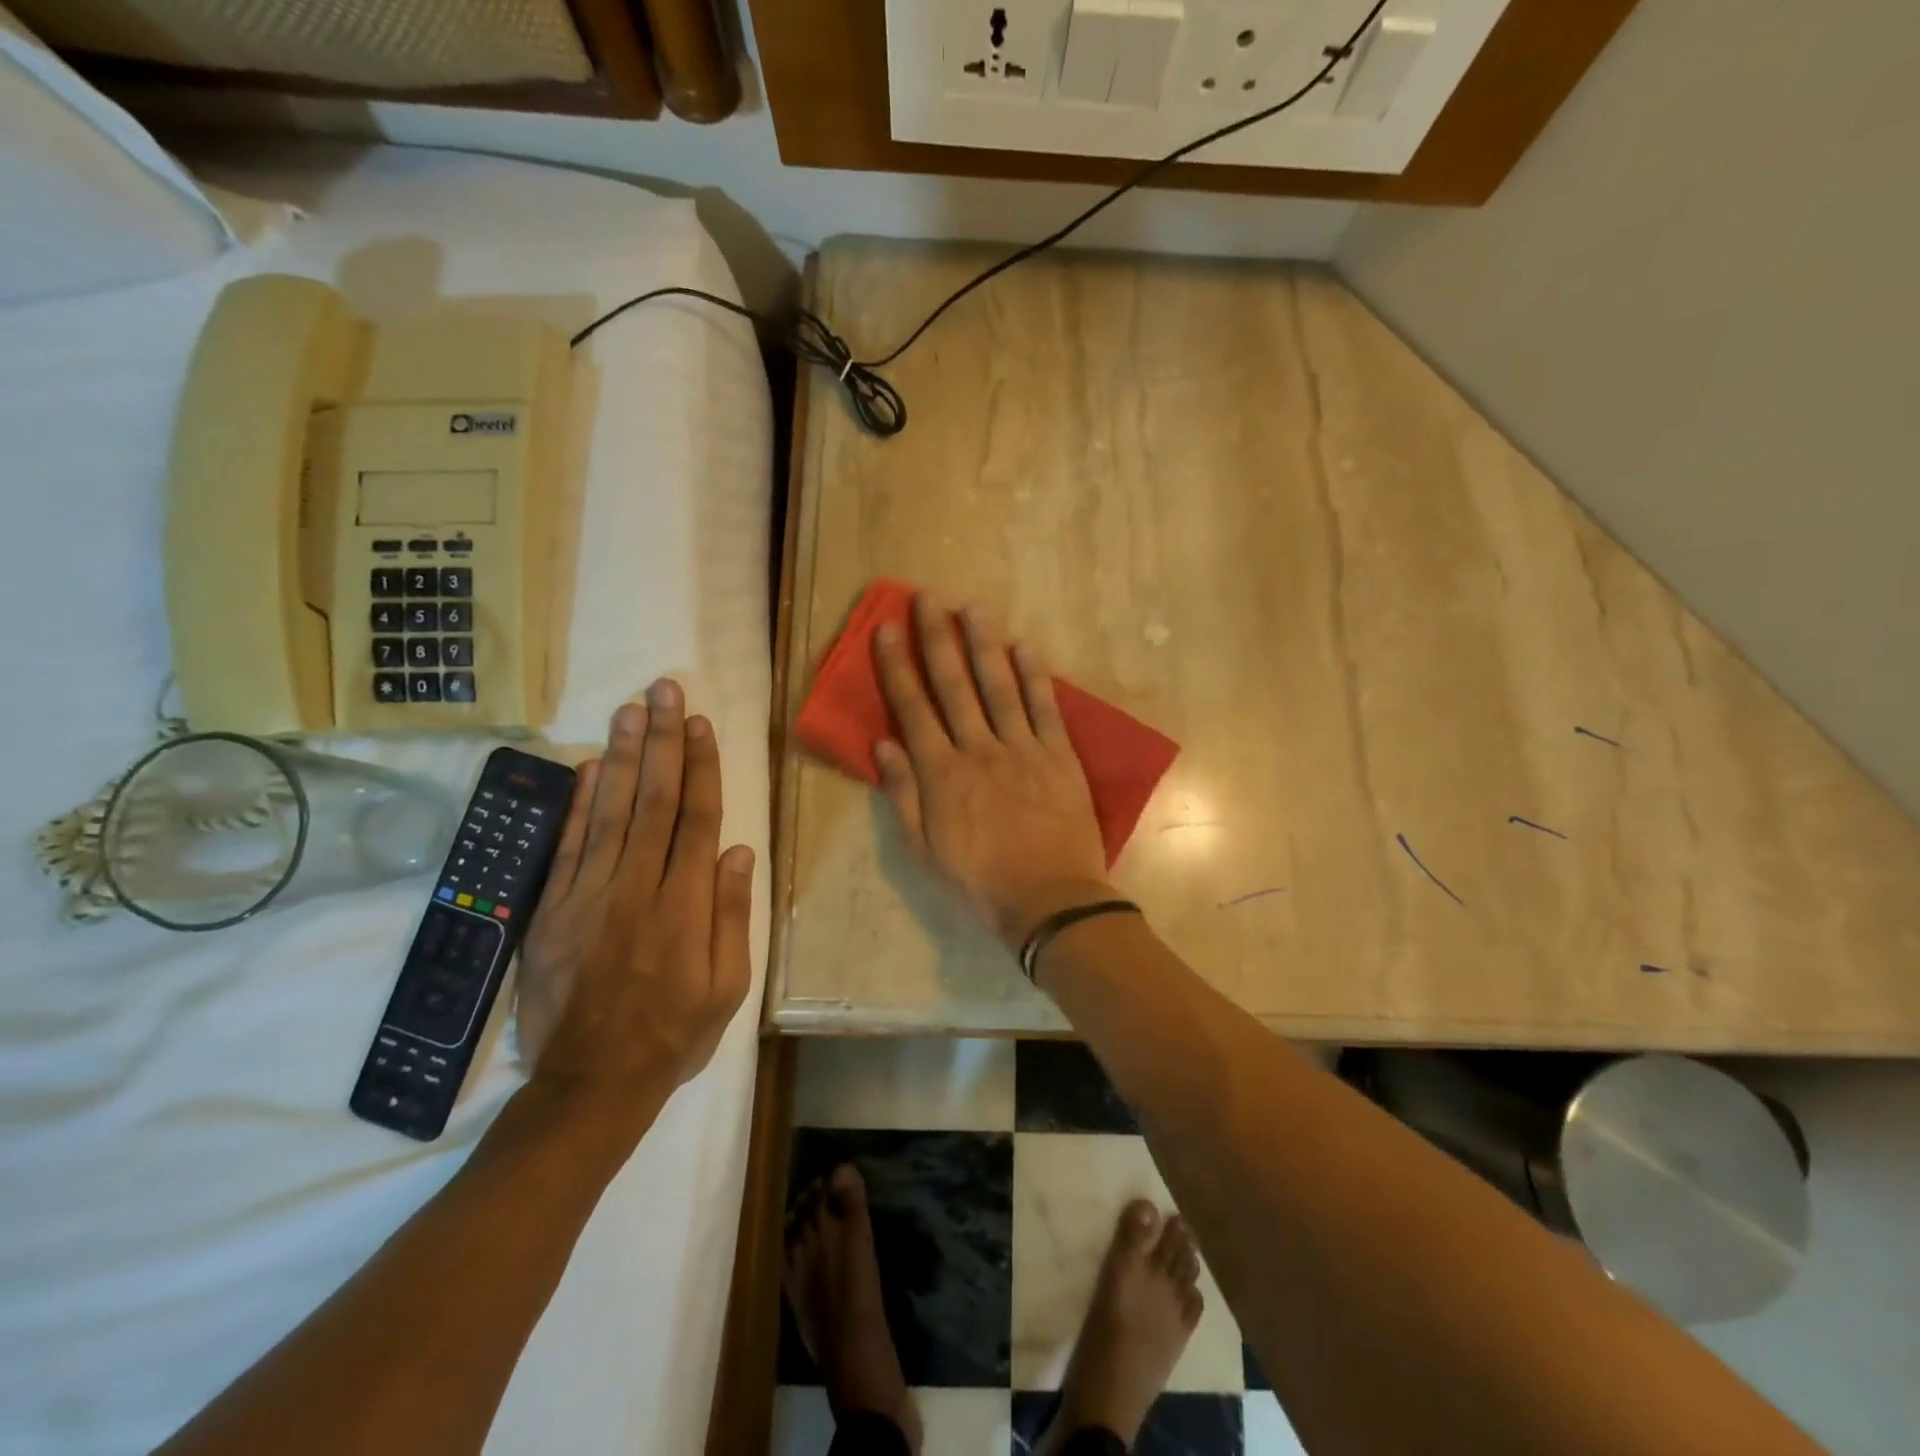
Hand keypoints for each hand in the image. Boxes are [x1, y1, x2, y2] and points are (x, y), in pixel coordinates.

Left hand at [516, 679, 753, 1137]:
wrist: (591, 1083)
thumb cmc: (674, 1033)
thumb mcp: (728, 985)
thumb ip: (732, 915)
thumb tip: (739, 851)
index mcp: (686, 904)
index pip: (697, 818)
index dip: (701, 765)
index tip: (699, 722)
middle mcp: (639, 886)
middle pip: (655, 799)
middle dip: (661, 740)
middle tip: (663, 690)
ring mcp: (590, 895)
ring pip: (611, 811)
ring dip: (623, 756)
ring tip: (630, 709)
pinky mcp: (554, 910)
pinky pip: (569, 846)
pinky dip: (580, 803)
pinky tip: (591, 768)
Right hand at [873, 594, 1113, 947]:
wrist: (1049, 899)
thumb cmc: (979, 880)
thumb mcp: (925, 849)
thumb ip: (903, 795)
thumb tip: (883, 744)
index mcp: (942, 773)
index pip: (913, 709)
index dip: (898, 667)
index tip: (888, 629)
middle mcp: (978, 749)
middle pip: (954, 685)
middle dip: (937, 639)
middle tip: (927, 598)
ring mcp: (1022, 748)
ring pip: (999, 686)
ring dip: (983, 644)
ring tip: (971, 607)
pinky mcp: (1058, 755)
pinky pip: (1045, 707)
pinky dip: (1034, 675)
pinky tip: (1024, 646)